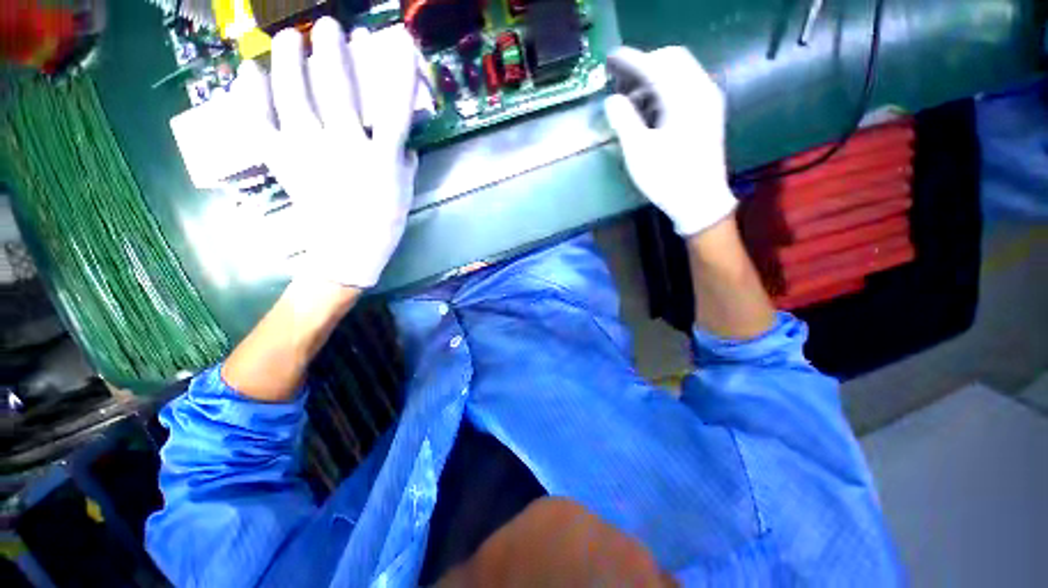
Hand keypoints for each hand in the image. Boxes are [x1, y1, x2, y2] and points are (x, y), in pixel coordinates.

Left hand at [234, 17, 419, 287]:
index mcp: (381, 159)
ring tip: (290, 38)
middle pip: (338, 90)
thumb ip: (405, 161)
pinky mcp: (283, 162)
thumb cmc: (383, 222)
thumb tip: (402, 140)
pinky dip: (250, 94)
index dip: (398, 72)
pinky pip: (260, 122)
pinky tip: (250, 70)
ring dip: (292, 61)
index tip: (398, 42)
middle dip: (334, 52)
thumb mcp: (404, 191)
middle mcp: (345, 149)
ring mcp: (309, 153)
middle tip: (328, 26)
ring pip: (295, 97)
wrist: (347, 251)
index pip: (394, 108)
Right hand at [604, 46, 736, 236]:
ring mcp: (708, 101)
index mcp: (685, 97)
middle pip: (672, 59)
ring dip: (654, 79)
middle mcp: (702, 90)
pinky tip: (650, 111)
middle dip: (645, 65)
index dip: (631, 60)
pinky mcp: (708, 114)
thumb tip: (611, 100)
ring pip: (680, 73)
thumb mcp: (639, 152)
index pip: (656, 65)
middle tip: (621, 82)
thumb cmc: (668, 179)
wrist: (700, 202)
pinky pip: (686, 87)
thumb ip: (624, 121)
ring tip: (631, 101)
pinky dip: (665, 91)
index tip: (610, 59)